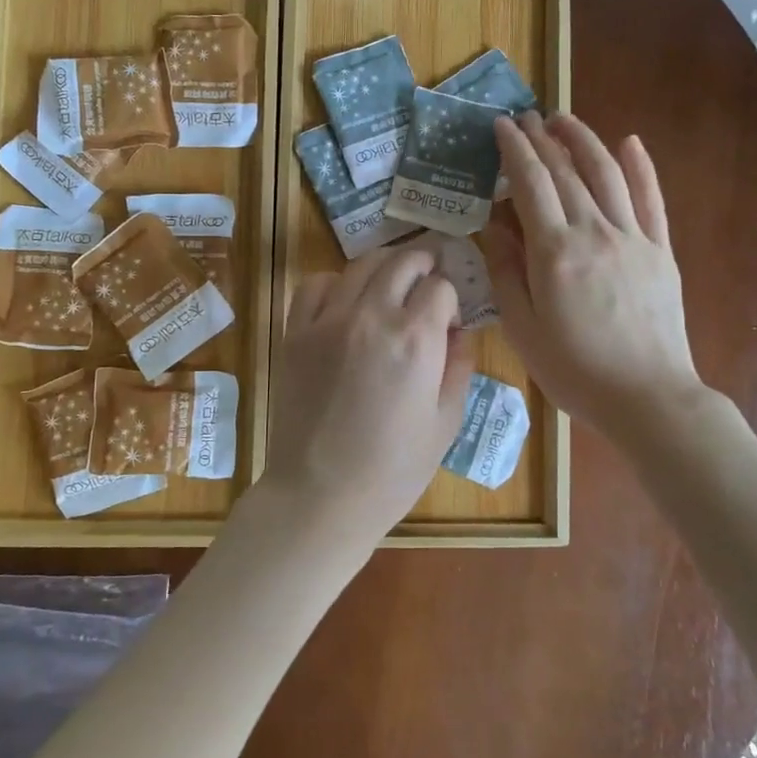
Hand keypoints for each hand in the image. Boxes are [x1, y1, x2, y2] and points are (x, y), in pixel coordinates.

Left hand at [260, 243, 474, 545]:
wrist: (320, 496)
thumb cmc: (393, 470)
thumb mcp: (446, 423)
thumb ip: (459, 367)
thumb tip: (460, 332)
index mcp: (416, 339)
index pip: (441, 287)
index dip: (451, 299)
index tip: (449, 321)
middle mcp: (373, 316)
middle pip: (403, 261)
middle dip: (424, 263)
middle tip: (429, 278)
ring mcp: (328, 321)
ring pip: (361, 264)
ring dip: (385, 266)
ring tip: (391, 284)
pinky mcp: (295, 333)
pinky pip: (316, 285)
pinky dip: (336, 282)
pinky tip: (346, 302)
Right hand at [482, 112, 701, 437]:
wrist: (647, 398)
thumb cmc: (574, 370)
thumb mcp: (523, 328)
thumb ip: (506, 271)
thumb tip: (493, 225)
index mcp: (555, 252)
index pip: (531, 183)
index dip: (515, 149)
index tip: (501, 126)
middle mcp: (594, 232)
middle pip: (567, 171)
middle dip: (543, 139)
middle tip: (526, 118)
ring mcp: (633, 238)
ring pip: (608, 173)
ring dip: (584, 141)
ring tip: (564, 120)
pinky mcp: (660, 251)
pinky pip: (651, 199)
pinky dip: (641, 167)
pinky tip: (631, 142)